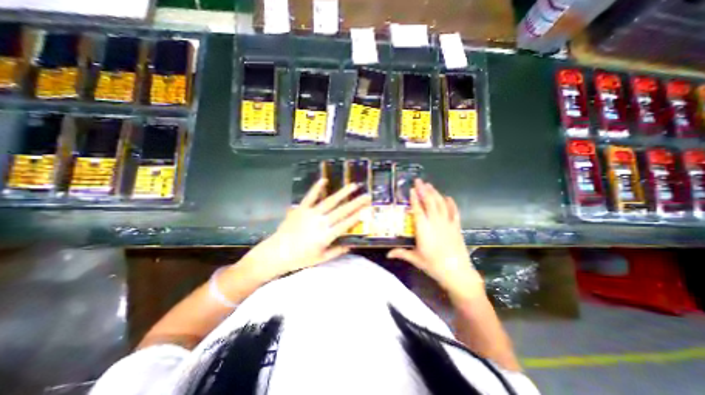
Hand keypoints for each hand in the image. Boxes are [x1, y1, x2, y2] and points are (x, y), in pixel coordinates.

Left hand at [241, 178, 371, 281]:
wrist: (277, 252)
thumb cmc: (300, 258)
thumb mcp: (321, 258)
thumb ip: (337, 251)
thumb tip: (351, 245)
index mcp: (326, 235)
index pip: (346, 224)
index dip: (358, 216)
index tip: (368, 209)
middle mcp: (321, 222)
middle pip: (342, 211)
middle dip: (356, 203)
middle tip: (367, 195)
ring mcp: (310, 214)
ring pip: (329, 201)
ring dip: (342, 193)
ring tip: (353, 186)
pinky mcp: (301, 209)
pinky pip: (310, 197)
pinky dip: (316, 188)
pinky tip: (324, 180)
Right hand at [388, 180, 482, 297]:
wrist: (457, 272)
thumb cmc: (433, 265)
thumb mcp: (415, 259)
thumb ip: (401, 253)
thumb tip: (387, 254)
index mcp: (423, 228)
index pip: (417, 209)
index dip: (414, 198)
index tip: (411, 189)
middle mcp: (435, 222)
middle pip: (429, 202)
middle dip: (424, 190)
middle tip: (419, 181)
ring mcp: (447, 223)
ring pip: (441, 203)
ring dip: (435, 193)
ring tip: (429, 185)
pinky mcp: (456, 226)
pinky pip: (454, 211)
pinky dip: (451, 203)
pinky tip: (448, 197)